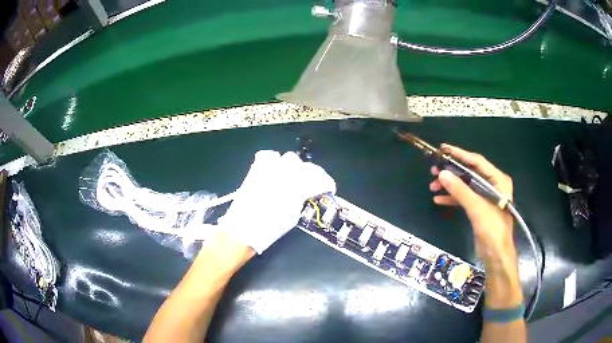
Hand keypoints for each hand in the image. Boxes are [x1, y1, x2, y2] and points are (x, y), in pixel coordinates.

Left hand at [218, 150, 335, 253]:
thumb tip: (306, 192)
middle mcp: (285, 174)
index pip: (319, 179)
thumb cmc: (269, 229)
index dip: (327, 182)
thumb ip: (302, 199)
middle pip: (306, 166)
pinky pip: (268, 156)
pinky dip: (274, 161)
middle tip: (312, 183)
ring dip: (293, 167)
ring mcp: (269, 169)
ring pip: (288, 158)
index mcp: (296, 189)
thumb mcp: (293, 216)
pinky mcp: (256, 169)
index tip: (329, 188)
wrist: (242, 229)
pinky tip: (274, 171)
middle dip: (312, 174)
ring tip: (292, 177)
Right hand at [429, 144, 515, 265]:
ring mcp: (485, 197)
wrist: (496, 254)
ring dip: (450, 186)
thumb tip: (442, 173)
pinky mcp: (479, 208)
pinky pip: (465, 198)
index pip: (477, 162)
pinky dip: (453, 198)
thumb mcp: (477, 208)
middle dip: (452, 172)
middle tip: (434, 170)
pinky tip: (439, 199)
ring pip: (465, 186)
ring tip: (433, 185)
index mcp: (497, 180)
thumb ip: (460, 190)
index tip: (443, 149)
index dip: (460, 154)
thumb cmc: (492, 228)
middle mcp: (492, 185)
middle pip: (470, 173)